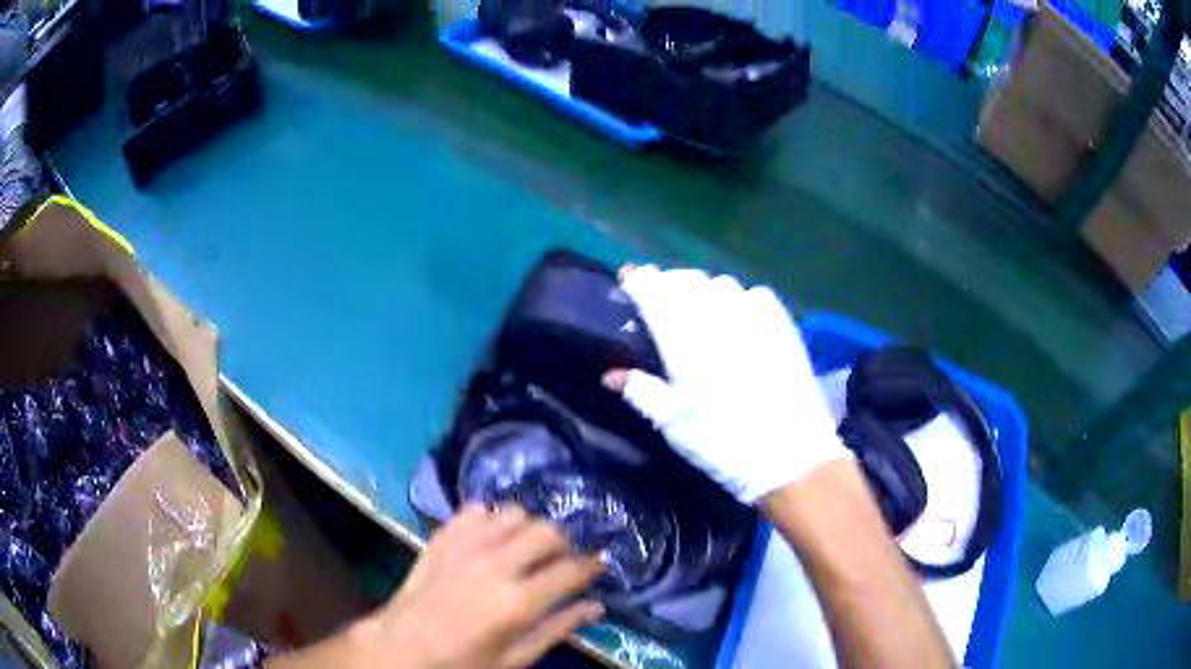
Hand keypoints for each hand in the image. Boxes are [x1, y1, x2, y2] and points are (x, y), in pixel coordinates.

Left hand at [274, 505, 603, 668]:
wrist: (403, 646)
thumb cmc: (464, 662)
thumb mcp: (516, 657)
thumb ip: (559, 628)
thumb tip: (596, 606)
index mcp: (518, 601)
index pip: (571, 570)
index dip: (592, 565)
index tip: (598, 566)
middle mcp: (496, 564)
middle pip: (548, 531)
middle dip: (564, 543)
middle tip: (561, 560)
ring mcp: (466, 545)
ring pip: (515, 512)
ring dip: (528, 528)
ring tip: (526, 548)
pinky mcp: (443, 536)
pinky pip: (478, 509)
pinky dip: (492, 518)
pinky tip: (492, 538)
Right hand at [603, 265, 850, 503]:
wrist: (791, 457)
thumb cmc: (724, 446)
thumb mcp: (675, 427)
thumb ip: (642, 392)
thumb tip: (610, 374)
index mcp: (684, 344)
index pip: (655, 293)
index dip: (640, 280)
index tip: (629, 277)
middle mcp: (718, 320)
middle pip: (687, 280)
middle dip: (668, 282)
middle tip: (661, 298)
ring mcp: (755, 319)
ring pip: (721, 283)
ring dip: (703, 289)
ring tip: (700, 307)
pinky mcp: (783, 326)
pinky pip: (755, 294)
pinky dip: (739, 298)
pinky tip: (739, 317)